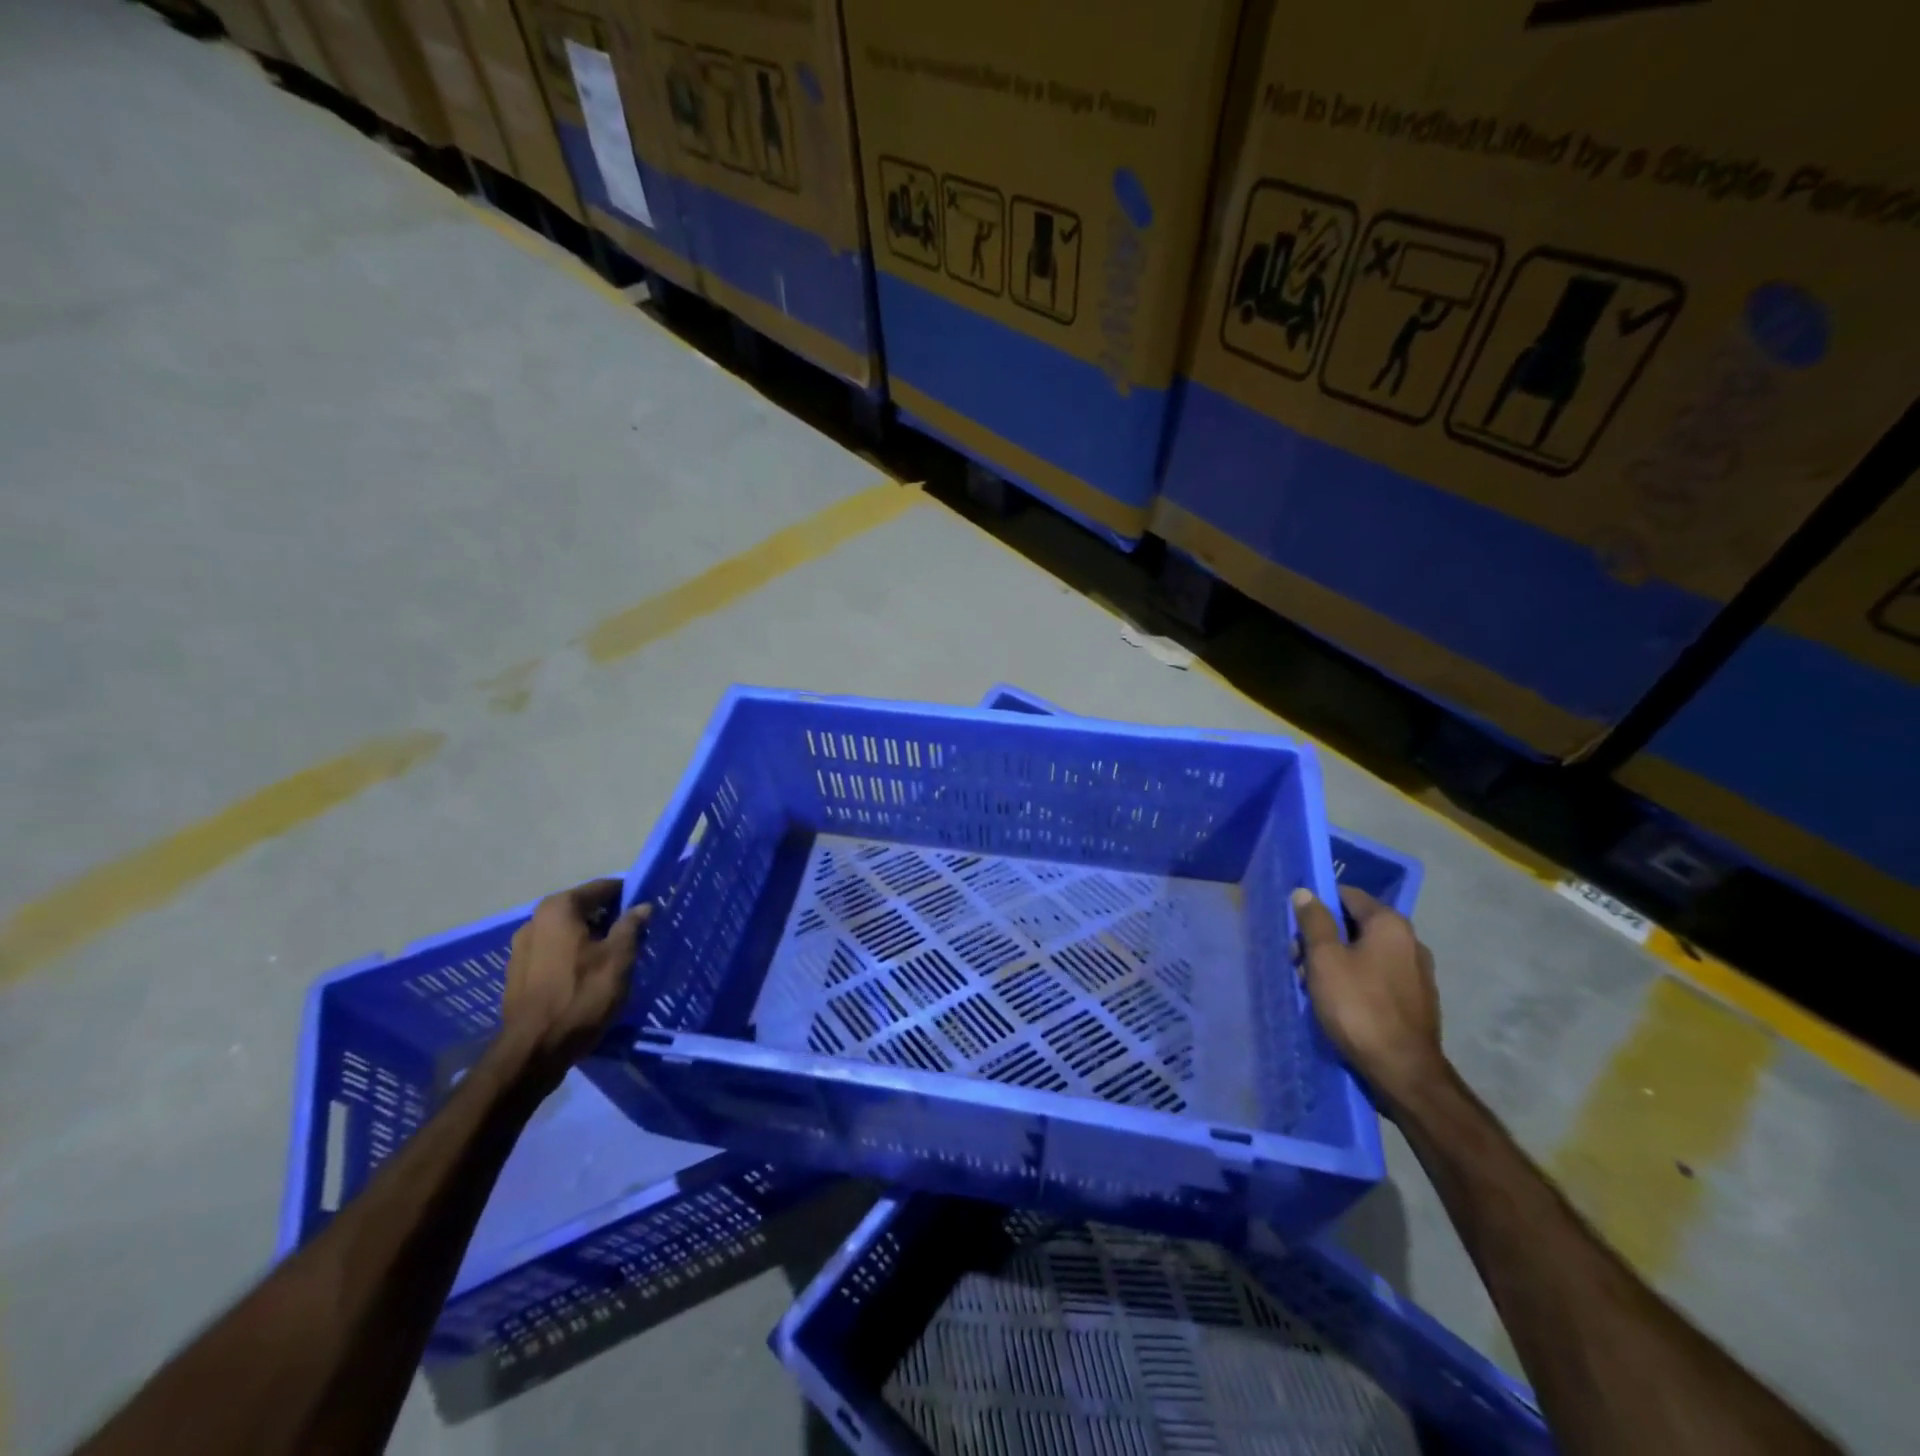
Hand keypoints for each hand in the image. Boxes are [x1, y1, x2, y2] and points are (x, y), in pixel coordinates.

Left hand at [500, 879, 650, 1087]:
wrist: (533, 1051)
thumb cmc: (581, 996)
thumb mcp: (619, 958)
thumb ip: (632, 926)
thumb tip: (642, 906)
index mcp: (559, 908)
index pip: (603, 888)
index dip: (629, 896)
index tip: (647, 911)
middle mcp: (535, 920)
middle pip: (583, 909)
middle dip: (610, 919)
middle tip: (635, 937)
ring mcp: (521, 948)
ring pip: (568, 932)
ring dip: (591, 939)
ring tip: (613, 959)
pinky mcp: (518, 973)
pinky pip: (554, 953)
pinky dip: (573, 956)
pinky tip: (588, 976)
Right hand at [1293, 885, 1447, 1113]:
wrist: (1403, 1072)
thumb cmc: (1358, 1007)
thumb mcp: (1325, 959)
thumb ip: (1314, 921)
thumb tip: (1306, 892)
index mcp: (1390, 924)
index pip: (1348, 895)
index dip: (1317, 904)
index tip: (1295, 926)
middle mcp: (1410, 941)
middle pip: (1355, 925)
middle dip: (1323, 938)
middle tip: (1297, 960)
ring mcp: (1417, 973)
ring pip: (1365, 953)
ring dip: (1336, 962)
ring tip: (1312, 986)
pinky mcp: (1417, 1001)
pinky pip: (1378, 977)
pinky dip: (1356, 981)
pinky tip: (1339, 1003)